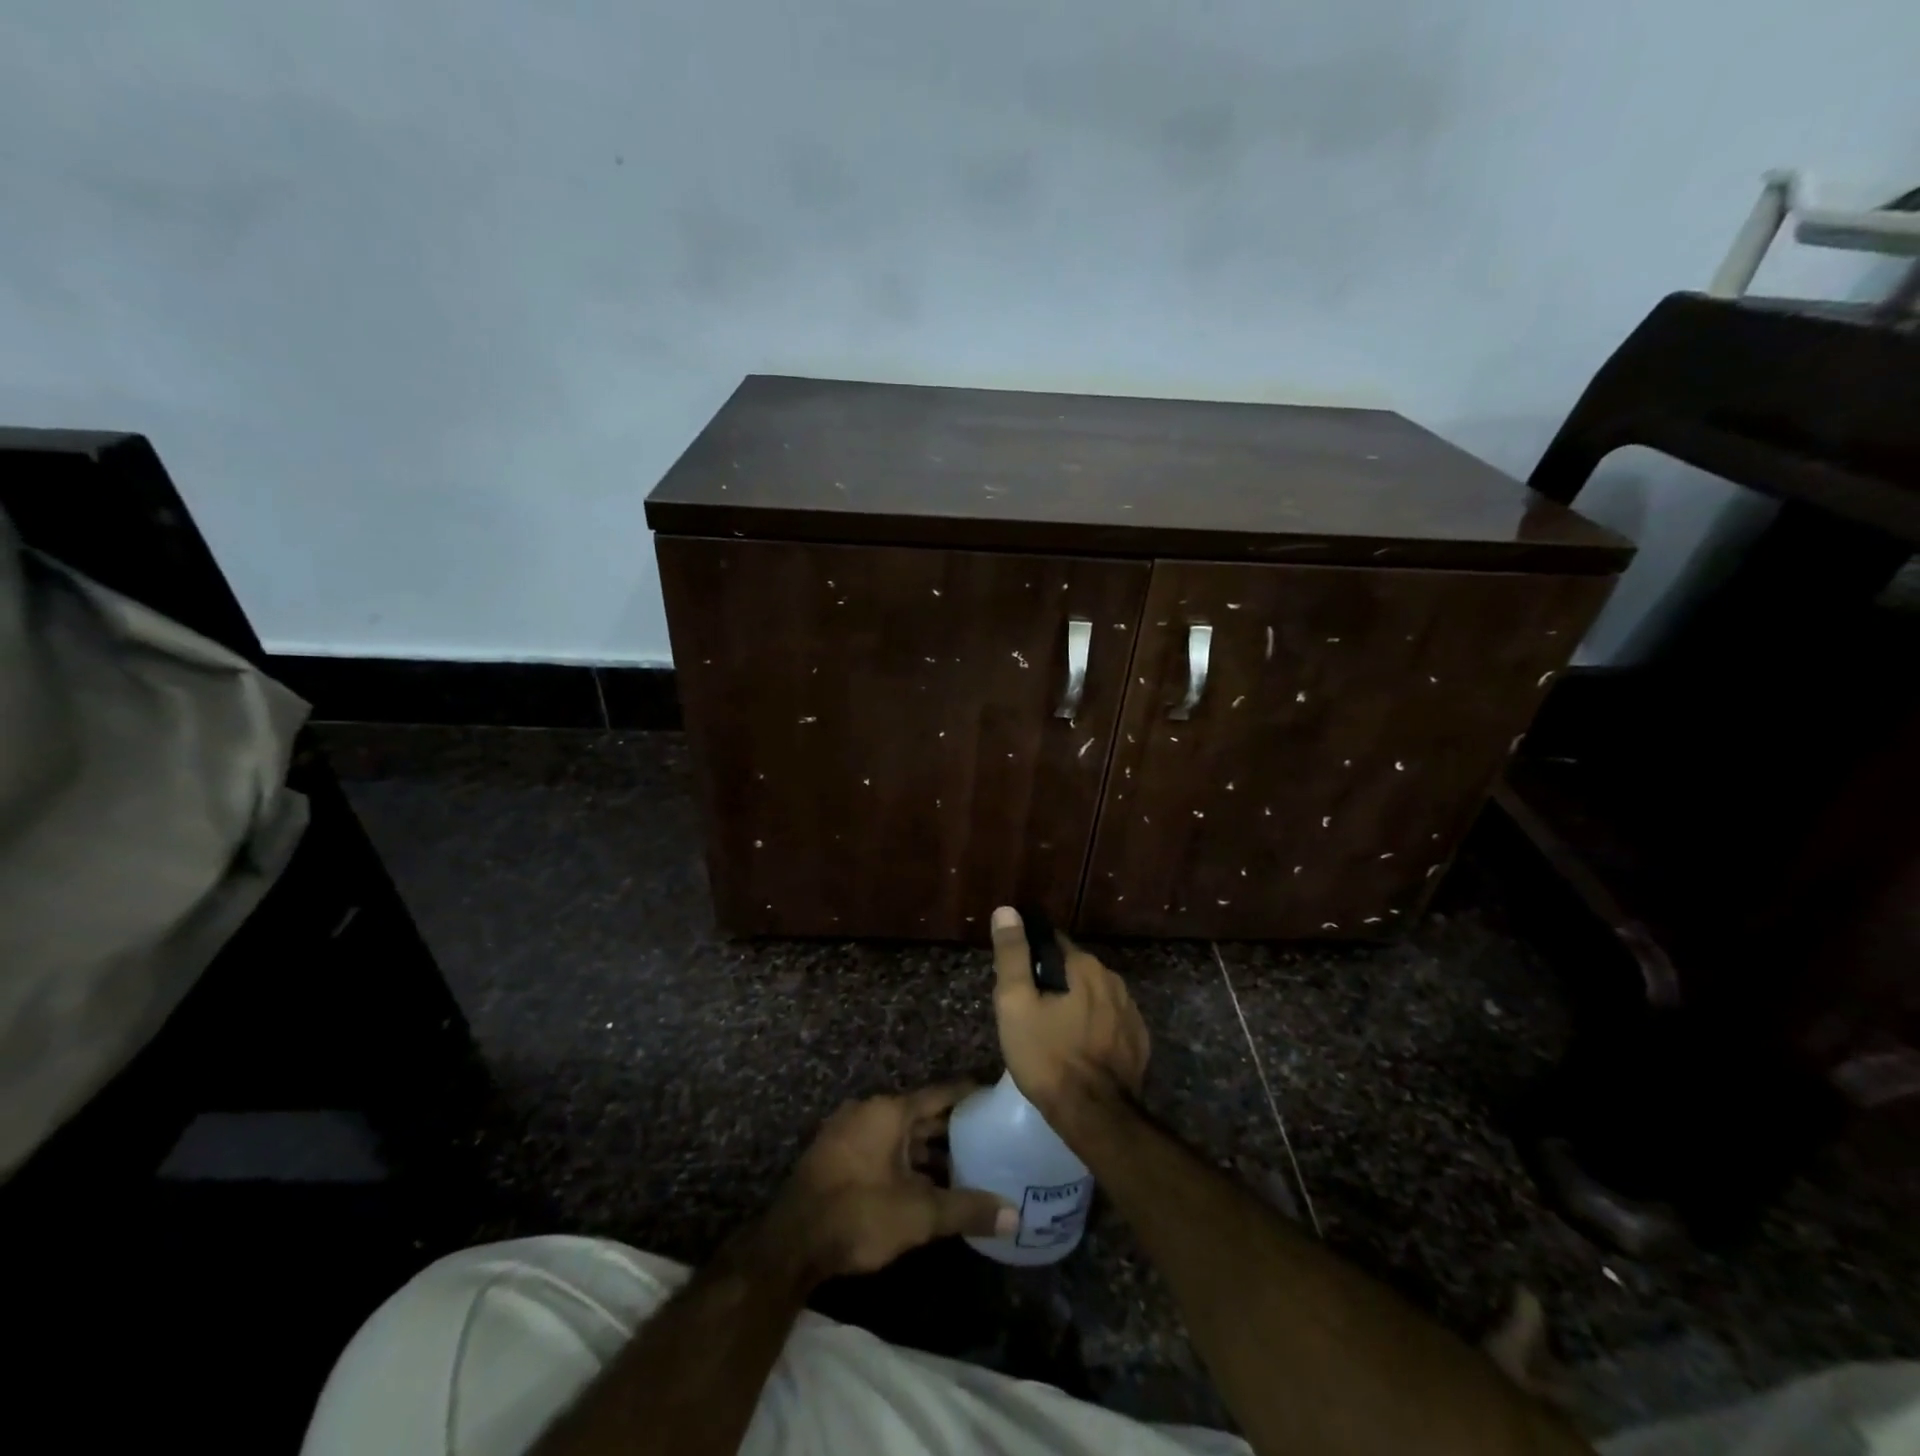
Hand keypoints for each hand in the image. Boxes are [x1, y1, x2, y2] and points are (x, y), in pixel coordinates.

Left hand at [769, 1086, 1016, 1279]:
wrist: (791, 1243)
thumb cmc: (859, 1214)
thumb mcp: (919, 1215)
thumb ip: (967, 1209)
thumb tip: (1014, 1214)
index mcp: (890, 1111)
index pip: (940, 1093)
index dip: (968, 1095)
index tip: (994, 1097)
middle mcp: (869, 1111)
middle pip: (919, 1114)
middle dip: (951, 1128)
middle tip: (987, 1137)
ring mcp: (848, 1132)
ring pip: (899, 1134)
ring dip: (926, 1149)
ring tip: (962, 1165)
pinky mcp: (835, 1156)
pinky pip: (880, 1147)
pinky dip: (904, 1160)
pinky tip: (923, 1183)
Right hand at [990, 906, 1149, 1119]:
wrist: (1094, 1114)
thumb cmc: (1047, 1056)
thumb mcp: (1015, 1004)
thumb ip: (1012, 954)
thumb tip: (1007, 910)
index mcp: (1084, 965)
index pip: (1052, 942)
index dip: (1031, 958)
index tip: (1017, 981)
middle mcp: (1113, 979)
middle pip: (1074, 969)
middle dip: (1054, 983)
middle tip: (1031, 1013)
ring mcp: (1131, 1010)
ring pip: (1094, 995)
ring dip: (1076, 1004)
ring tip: (1054, 1033)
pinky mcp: (1138, 1040)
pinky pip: (1110, 1020)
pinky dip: (1095, 1026)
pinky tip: (1081, 1049)